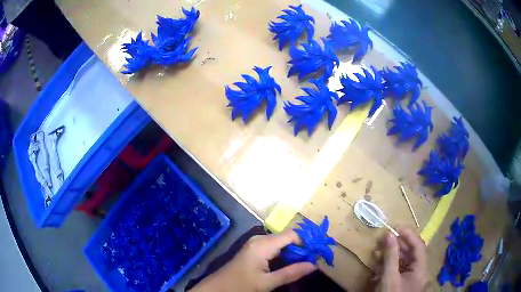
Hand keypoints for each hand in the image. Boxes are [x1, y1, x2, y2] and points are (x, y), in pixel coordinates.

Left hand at [189, 230, 316, 291]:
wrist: (217, 288)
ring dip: (294, 252)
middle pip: (287, 238)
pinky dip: (285, 255)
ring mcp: (256, 245)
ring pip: (281, 243)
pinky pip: (274, 248)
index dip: (306, 242)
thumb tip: (314, 265)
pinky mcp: (254, 251)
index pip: (292, 235)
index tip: (317, 254)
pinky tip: (291, 264)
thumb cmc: (241, 285)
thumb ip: (291, 273)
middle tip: (314, 260)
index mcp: (263, 244)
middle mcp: (260, 240)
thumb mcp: (267, 282)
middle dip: (302, 248)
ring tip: (306, 263)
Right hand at [376, 227, 428, 291]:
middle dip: (400, 244)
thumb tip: (389, 235)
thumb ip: (390, 256)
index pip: (419, 246)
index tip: (396, 227)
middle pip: (413, 252)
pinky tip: (381, 265)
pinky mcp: (404, 283)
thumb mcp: (389, 278)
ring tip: (381, 250)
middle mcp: (419, 272)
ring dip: (394, 254)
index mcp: (420, 270)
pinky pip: (401, 269)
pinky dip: (392, 265)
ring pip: (406, 261)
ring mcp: (412, 278)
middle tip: (387, 237)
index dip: (409, 234)